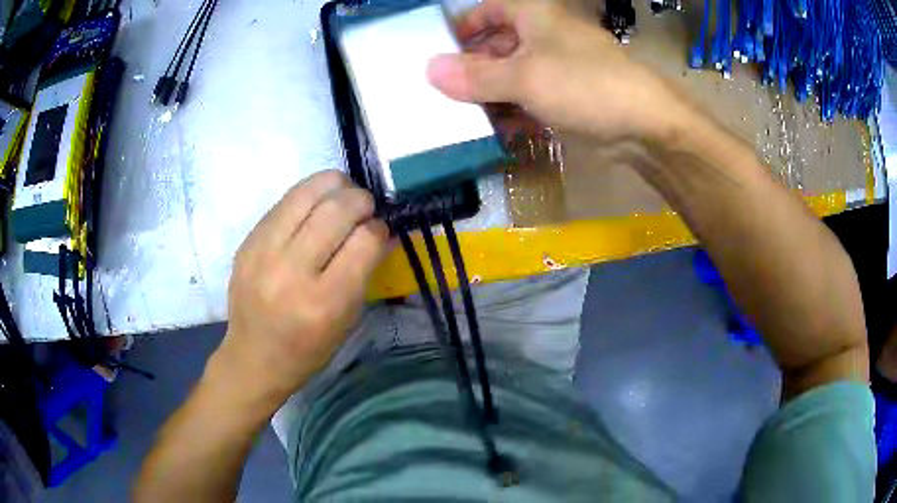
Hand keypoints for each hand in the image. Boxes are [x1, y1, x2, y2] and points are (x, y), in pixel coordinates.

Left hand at [214, 170, 389, 408]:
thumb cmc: (308, 350)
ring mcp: (263, 253)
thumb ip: (365, 272)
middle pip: (337, 210)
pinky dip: (308, 196)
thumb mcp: (346, 320)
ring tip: (343, 194)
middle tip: (365, 207)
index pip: (364, 241)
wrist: (253, 358)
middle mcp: (291, 272)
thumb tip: (383, 230)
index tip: (380, 231)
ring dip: (334, 186)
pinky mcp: (247, 241)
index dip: (379, 229)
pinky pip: (284, 202)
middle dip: (361, 200)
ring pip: (307, 194)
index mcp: (324, 302)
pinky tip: (315, 206)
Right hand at [427, 0, 690, 143]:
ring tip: (461, 115)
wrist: (643, 123)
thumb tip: (429, 70)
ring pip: (512, 72)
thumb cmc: (583, 84)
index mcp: (533, 15)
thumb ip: (475, 75)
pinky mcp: (566, 93)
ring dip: (489, 92)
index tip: (438, 52)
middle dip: (471, 66)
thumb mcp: (523, 77)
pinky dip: (512, 109)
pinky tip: (496, 128)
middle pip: (496, 43)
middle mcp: (544, 34)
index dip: (462, 27)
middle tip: (442, 91)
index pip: (487, 10)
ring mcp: (557, 65)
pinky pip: (529, 95)